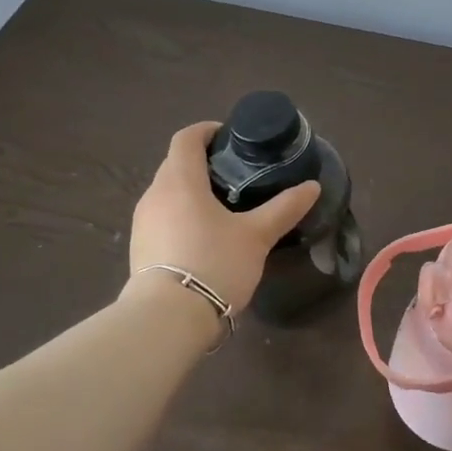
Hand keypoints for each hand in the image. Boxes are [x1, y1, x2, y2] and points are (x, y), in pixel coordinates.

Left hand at [124, 122, 321, 314]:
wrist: (168, 319)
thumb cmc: (214, 264)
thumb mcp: (256, 236)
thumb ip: (284, 208)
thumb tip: (312, 186)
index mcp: (180, 181)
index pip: (186, 138)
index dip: (207, 131)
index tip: (231, 138)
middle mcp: (154, 194)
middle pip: (176, 164)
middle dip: (203, 162)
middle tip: (237, 174)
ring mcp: (142, 223)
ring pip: (168, 193)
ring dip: (191, 191)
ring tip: (224, 207)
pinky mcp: (140, 248)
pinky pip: (162, 218)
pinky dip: (182, 215)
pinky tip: (204, 237)